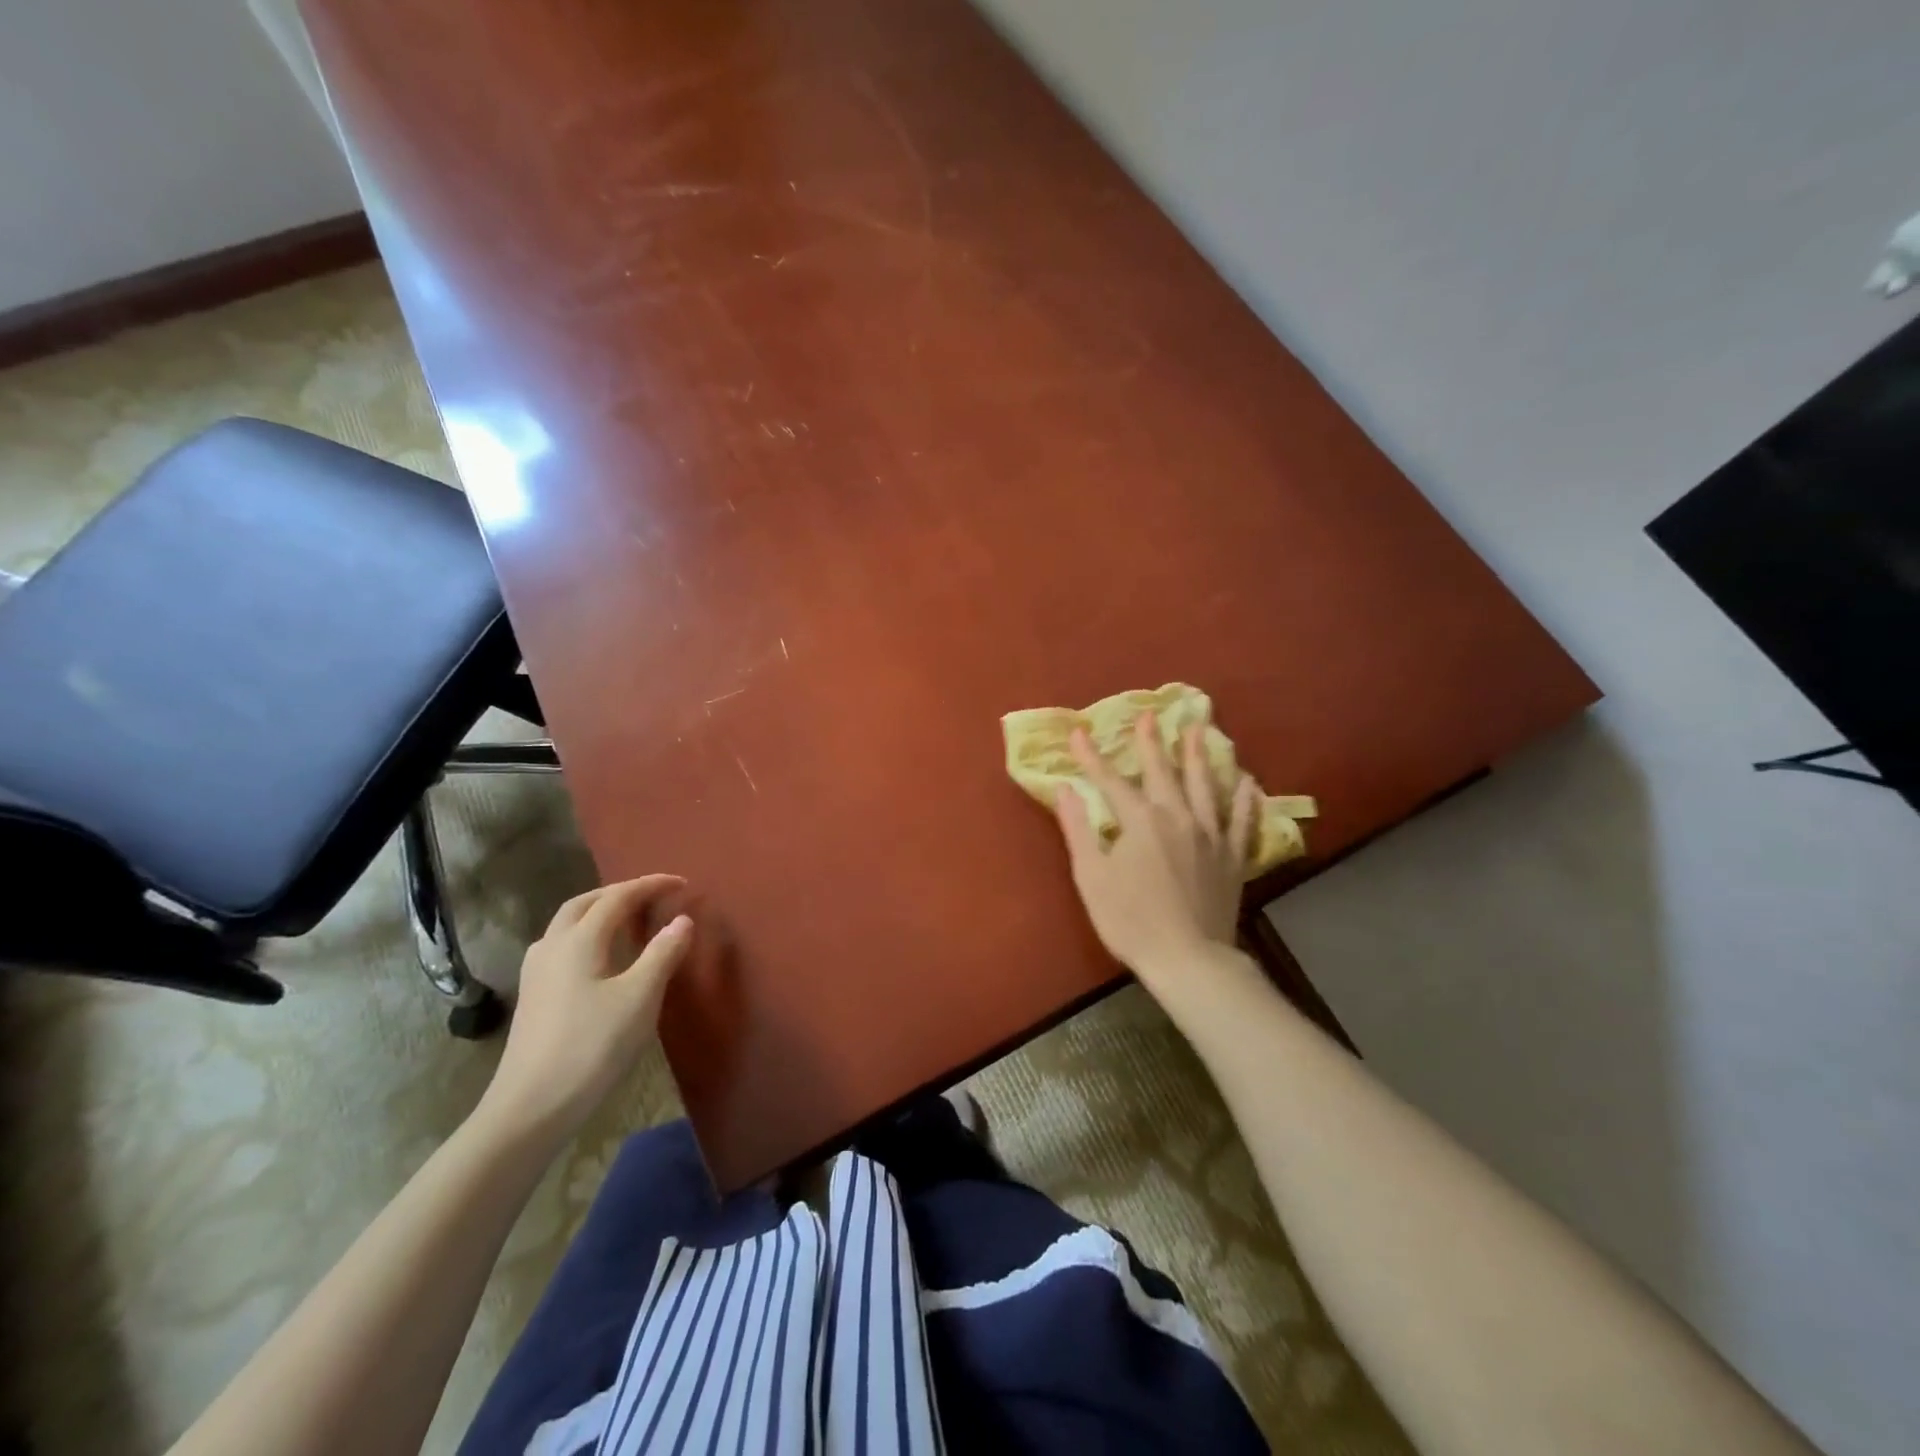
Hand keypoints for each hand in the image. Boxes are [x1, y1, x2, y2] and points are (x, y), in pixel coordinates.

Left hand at [475, 876, 694, 1141]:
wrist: (531, 1106)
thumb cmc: (592, 1046)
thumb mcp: (640, 997)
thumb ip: (663, 953)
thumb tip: (682, 919)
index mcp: (579, 940)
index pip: (619, 897)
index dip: (651, 885)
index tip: (682, 883)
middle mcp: (552, 946)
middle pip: (586, 902)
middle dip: (620, 892)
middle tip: (652, 894)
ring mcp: (536, 972)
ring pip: (567, 923)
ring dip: (599, 910)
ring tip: (627, 918)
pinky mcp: (533, 996)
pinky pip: (561, 945)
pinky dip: (585, 934)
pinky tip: (596, 956)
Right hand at [1054, 713, 1257, 989]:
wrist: (1188, 958)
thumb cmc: (1130, 920)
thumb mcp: (1091, 876)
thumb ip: (1077, 829)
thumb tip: (1065, 789)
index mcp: (1140, 820)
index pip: (1111, 781)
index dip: (1092, 757)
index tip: (1078, 733)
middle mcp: (1178, 817)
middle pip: (1163, 772)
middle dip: (1152, 743)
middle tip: (1151, 716)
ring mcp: (1211, 835)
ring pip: (1206, 786)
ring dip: (1201, 756)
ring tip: (1200, 730)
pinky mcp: (1233, 857)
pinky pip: (1242, 821)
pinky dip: (1245, 800)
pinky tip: (1248, 782)